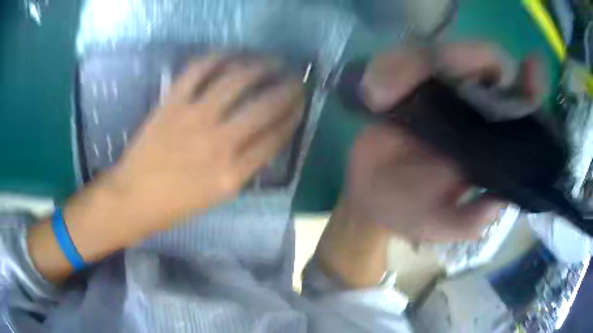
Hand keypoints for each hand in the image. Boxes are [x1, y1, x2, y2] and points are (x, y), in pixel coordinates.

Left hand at [111, 55, 304, 230]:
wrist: (134, 196)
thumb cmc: (176, 204)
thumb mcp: (218, 196)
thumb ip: (245, 167)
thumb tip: (266, 138)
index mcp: (232, 175)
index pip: (275, 137)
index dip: (293, 117)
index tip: (301, 105)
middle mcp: (218, 143)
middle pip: (264, 106)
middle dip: (288, 89)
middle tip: (295, 80)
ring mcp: (193, 118)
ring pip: (236, 80)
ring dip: (261, 66)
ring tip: (272, 61)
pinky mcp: (172, 103)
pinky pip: (197, 71)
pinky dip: (217, 57)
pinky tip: (231, 54)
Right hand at [342, 43, 542, 240]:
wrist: (370, 197)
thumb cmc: (409, 211)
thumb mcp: (441, 225)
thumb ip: (470, 221)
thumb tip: (499, 203)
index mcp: (490, 142)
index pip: (521, 106)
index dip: (530, 86)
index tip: (532, 65)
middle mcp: (472, 109)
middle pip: (485, 62)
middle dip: (467, 56)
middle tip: (435, 67)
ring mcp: (439, 91)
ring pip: (442, 54)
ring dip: (412, 65)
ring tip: (382, 95)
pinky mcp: (407, 83)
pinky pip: (403, 60)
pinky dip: (389, 69)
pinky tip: (375, 96)